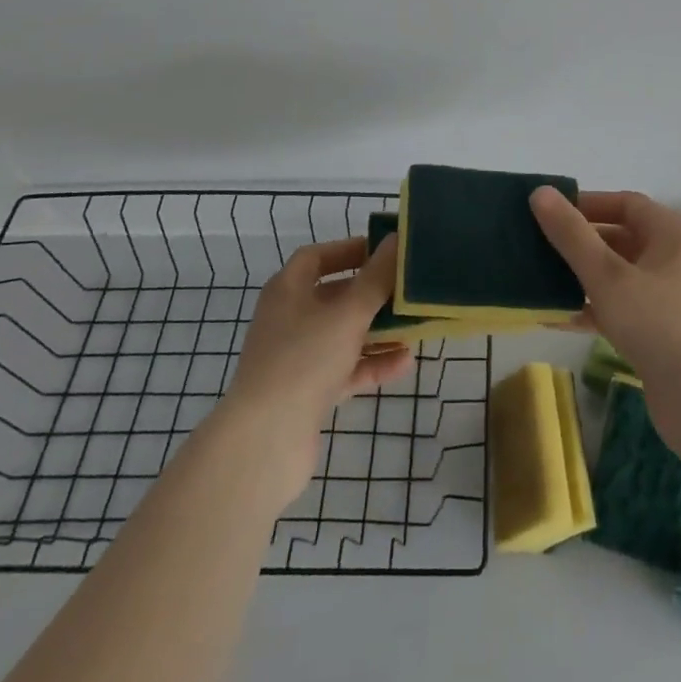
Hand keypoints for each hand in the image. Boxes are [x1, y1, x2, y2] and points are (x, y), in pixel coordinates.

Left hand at [205, 235, 412, 507]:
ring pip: (342, 334)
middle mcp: (289, 319)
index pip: (317, 257)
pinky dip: (372, 363)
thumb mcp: (347, 313)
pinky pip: (345, 369)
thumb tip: (397, 239)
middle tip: (407, 288)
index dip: (349, 250)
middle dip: (371, 292)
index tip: (384, 251)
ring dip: (377, 329)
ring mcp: (297, 358)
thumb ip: (376, 277)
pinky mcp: (307, 393)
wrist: (265, 442)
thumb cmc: (304, 360)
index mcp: (288, 291)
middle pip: (334, 296)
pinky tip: (405, 361)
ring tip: (415, 324)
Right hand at [530, 188, 680, 457]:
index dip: (587, 203)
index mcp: (669, 234)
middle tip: (535, 244)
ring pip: (615, 275)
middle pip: (618, 238)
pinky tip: (552, 316)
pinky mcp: (657, 333)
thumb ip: (572, 235)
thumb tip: (539, 192)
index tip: (549, 211)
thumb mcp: (608, 276)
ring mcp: (665, 298)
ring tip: (536, 277)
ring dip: (579, 276)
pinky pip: (616, 308)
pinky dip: (588, 308)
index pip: (624, 203)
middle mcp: (670, 260)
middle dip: (577, 241)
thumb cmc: (660, 324)